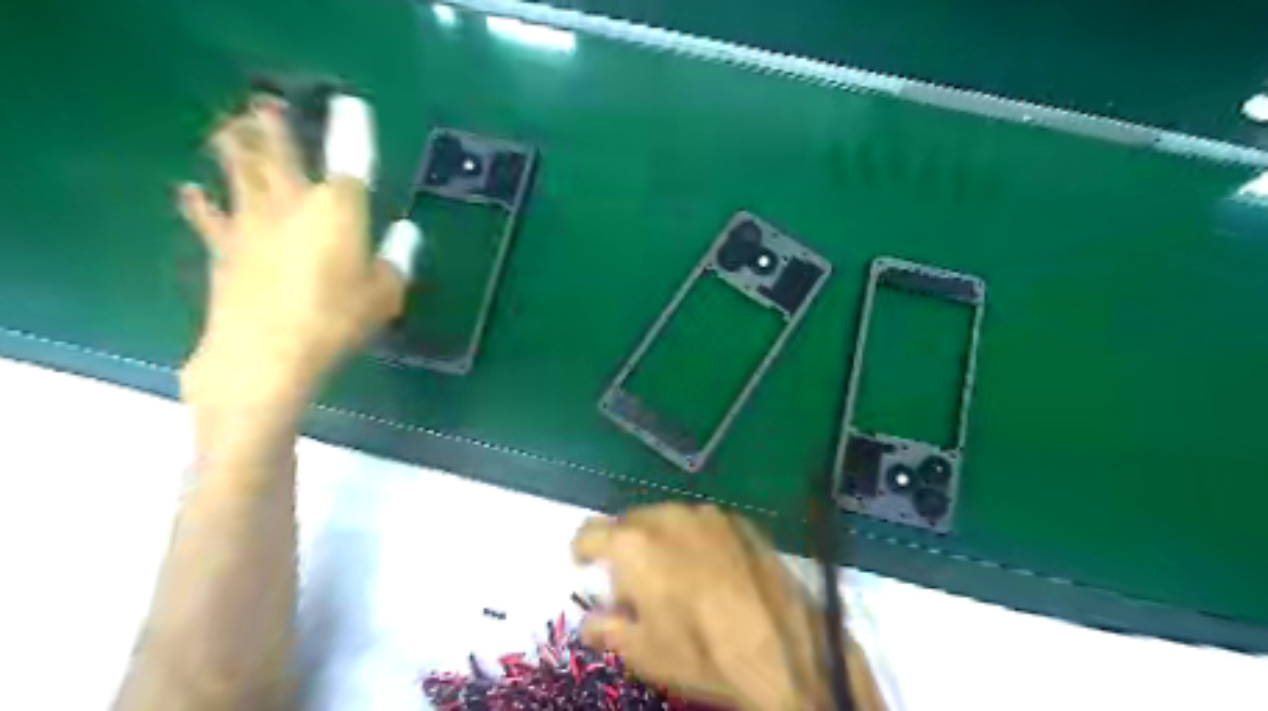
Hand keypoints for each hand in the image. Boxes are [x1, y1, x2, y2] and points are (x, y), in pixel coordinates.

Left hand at [178, 94, 402, 457]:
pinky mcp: (222, 248)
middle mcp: (290, 203)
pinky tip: (189, 190)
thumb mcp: (384, 296)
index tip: (351, 105)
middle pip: (278, 151)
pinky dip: (198, 201)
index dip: (351, 129)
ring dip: (233, 145)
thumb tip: (406, 234)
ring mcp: (250, 222)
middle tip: (266, 104)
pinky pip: (207, 215)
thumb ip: (397, 260)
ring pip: (237, 170)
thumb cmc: (336, 321)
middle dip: (273, 124)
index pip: (350, 159)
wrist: (265, 354)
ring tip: (228, 128)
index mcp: (337, 210)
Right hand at [570, 503, 884, 709]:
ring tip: (678, 577)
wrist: (781, 648)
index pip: (589, 532)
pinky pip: (702, 524)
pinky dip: (695, 540)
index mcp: (633, 544)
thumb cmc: (701, 652)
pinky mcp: (738, 520)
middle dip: (624, 549)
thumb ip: (606, 628)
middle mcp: (667, 516)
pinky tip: (713, 571)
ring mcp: (706, 515)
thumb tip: (591, 619)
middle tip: (636, 585)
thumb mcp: (643, 652)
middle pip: (629, 523)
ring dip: (660, 541)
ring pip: (667, 519)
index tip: (586, 569)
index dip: (582, 552)